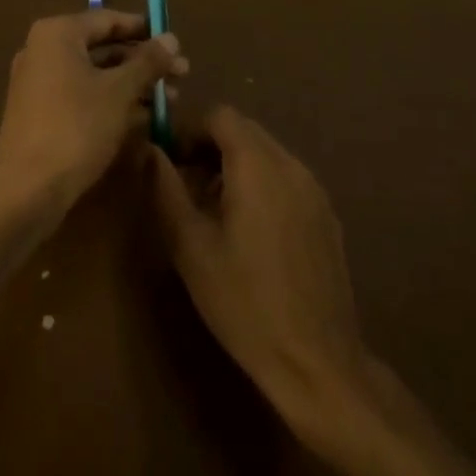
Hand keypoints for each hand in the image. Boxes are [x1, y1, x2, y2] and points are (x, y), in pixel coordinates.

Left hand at [0, 9, 184, 215]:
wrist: (26, 192)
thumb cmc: (76, 128)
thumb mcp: (120, 91)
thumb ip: (148, 62)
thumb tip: (172, 38)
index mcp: (58, 34)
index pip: (109, 20)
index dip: (145, 30)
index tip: (175, 43)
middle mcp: (43, 50)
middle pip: (103, 48)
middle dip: (144, 62)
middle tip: (181, 74)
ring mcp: (39, 83)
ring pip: (95, 74)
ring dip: (133, 84)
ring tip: (171, 99)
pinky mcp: (40, 113)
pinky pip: (82, 95)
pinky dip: (111, 101)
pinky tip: (145, 117)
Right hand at [149, 106, 371, 442]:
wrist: (317, 361)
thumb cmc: (244, 302)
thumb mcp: (190, 246)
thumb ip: (166, 189)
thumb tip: (149, 150)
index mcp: (258, 164)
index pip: (220, 115)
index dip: (190, 129)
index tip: (171, 159)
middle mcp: (290, 164)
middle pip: (245, 131)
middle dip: (211, 146)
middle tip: (186, 183)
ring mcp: (314, 189)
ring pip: (267, 154)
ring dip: (236, 166)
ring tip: (213, 209)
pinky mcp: (326, 214)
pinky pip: (286, 179)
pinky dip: (261, 184)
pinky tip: (250, 232)